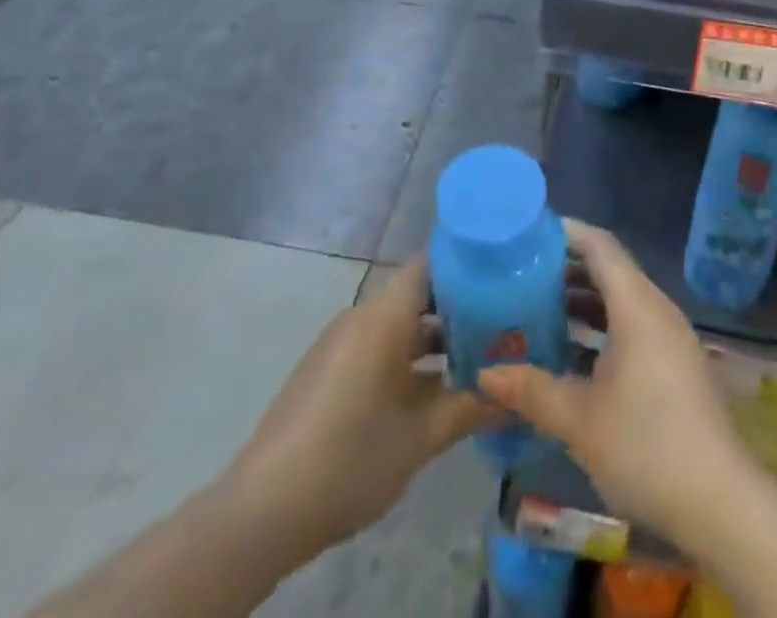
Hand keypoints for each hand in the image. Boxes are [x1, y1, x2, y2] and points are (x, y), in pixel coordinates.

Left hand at [223, 258, 491, 553]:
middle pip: (418, 294)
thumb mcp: (421, 437)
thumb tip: (515, 394)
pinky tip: (434, 390)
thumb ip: (472, 407)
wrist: (261, 511)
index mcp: (384, 316)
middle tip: (504, 321)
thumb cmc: (350, 458)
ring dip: (436, 338)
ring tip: (478, 357)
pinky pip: (379, 346)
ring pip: (400, 324)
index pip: (431, 264)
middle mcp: (362, 317)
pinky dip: (409, 357)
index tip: (504, 275)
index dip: (468, 264)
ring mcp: (341, 344)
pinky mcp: (328, 371)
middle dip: (460, 307)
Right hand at [477, 219, 751, 541]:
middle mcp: (656, 309)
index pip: (599, 246)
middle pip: (609, 270)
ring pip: (620, 301)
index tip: (529, 234)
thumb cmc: (646, 446)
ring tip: (536, 310)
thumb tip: (485, 374)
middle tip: (522, 275)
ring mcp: (669, 337)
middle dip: (566, 270)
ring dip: (582, 302)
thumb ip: (531, 390)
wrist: (720, 502)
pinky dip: (600, 329)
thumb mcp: (580, 419)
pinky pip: (631, 326)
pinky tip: (571, 354)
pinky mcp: (674, 365)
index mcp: (636, 305)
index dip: (566, 234)